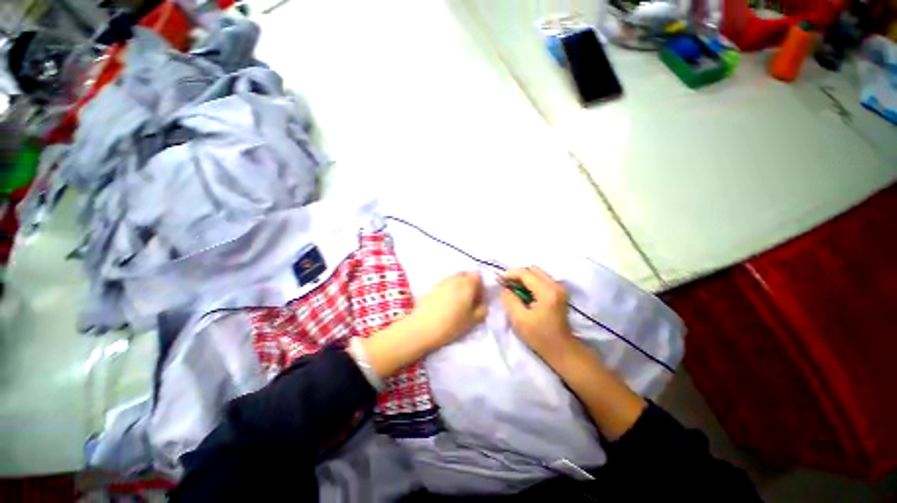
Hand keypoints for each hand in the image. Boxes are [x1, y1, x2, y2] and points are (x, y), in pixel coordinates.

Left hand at [406, 271, 487, 351]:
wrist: (423, 328)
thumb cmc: (451, 324)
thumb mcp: (473, 320)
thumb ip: (483, 308)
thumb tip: (483, 302)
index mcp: (467, 284)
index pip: (478, 275)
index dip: (480, 286)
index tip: (478, 299)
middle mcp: (455, 278)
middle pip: (466, 274)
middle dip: (469, 284)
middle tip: (468, 300)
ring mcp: (442, 281)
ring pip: (455, 278)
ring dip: (459, 286)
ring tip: (456, 303)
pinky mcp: (432, 287)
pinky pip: (445, 284)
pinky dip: (448, 289)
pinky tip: (445, 304)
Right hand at [500, 267, 575, 361]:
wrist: (562, 349)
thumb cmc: (540, 337)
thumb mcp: (519, 319)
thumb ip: (510, 300)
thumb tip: (504, 288)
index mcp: (547, 292)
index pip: (526, 273)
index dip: (510, 274)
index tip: (498, 279)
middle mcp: (556, 285)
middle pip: (533, 270)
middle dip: (517, 274)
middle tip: (505, 283)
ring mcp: (559, 288)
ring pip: (537, 273)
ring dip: (523, 277)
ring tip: (512, 287)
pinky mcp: (559, 292)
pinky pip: (541, 279)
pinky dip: (530, 282)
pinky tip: (523, 291)